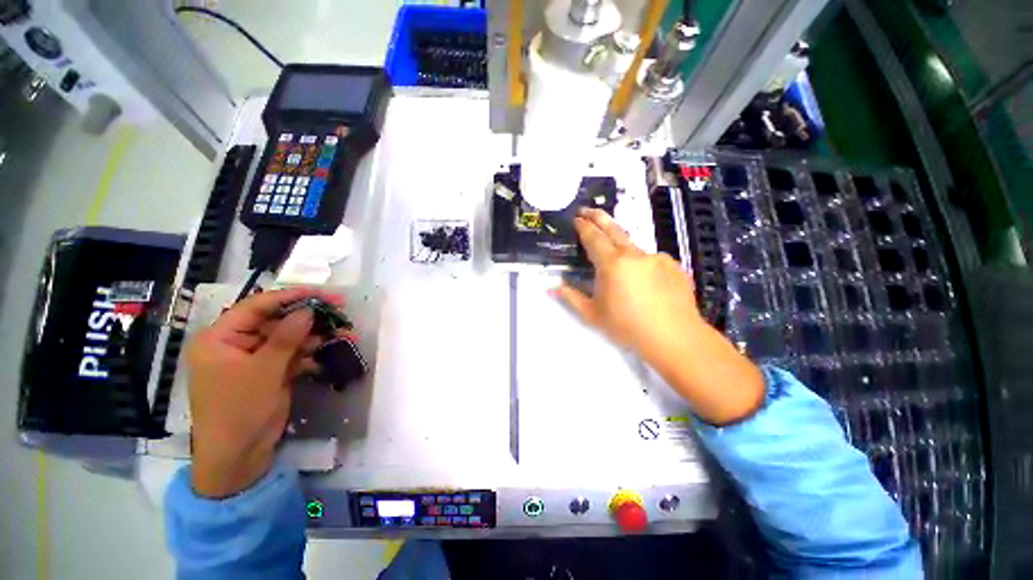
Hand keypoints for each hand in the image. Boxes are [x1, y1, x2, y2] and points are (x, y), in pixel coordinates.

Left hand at [184, 288, 341, 497]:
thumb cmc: (238, 410)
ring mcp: (254, 359)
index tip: (321, 293)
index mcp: (220, 338)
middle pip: (276, 321)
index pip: (256, 307)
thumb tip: (308, 311)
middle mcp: (236, 344)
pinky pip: (292, 355)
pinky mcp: (269, 373)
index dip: (290, 297)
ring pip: (289, 338)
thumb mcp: (263, 371)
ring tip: (343, 333)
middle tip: (339, 311)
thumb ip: (286, 338)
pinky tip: (329, 352)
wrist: (239, 456)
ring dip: (315, 337)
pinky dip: (310, 354)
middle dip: (308, 319)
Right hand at [555, 208, 702, 352]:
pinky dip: (642, 266)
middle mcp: (634, 254)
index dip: (584, 226)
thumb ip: (571, 297)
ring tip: (618, 266)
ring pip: (633, 247)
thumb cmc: (627, 326)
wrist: (674, 337)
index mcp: (611, 264)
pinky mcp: (673, 266)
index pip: (594, 238)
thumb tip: (551, 288)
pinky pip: (651, 260)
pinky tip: (645, 284)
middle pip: (613, 229)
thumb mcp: (593, 314)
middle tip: (588, 210)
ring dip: (621, 248)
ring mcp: (656, 258)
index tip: (577, 218)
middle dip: (598, 217)